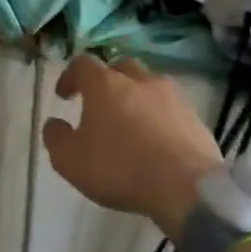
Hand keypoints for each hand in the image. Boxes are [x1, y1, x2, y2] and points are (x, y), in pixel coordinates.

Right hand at [42, 56, 222, 235]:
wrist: (187, 188)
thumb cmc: (120, 168)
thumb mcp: (69, 160)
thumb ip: (55, 137)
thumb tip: (54, 124)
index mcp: (105, 84)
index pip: (83, 64)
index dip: (70, 76)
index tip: (64, 95)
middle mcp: (139, 81)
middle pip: (120, 68)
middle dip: (107, 81)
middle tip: (99, 104)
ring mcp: (172, 97)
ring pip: (149, 86)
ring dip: (136, 98)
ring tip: (131, 123)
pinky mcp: (195, 118)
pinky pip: (171, 109)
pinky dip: (159, 117)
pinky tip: (156, 141)